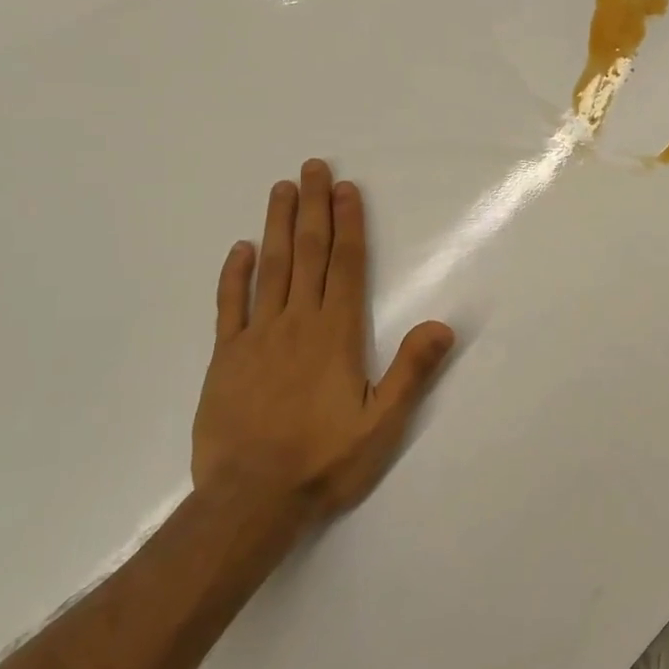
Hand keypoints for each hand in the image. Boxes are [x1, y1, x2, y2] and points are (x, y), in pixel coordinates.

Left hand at [192, 159, 455, 519]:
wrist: (249, 501)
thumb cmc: (323, 461)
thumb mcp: (382, 425)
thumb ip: (411, 371)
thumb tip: (443, 325)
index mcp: (336, 334)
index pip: (346, 265)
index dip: (348, 224)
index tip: (345, 188)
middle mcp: (297, 323)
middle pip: (308, 254)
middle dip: (313, 208)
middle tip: (312, 167)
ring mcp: (257, 337)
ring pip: (270, 268)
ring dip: (278, 226)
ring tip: (281, 189)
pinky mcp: (226, 358)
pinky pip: (229, 306)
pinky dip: (234, 274)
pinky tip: (240, 248)